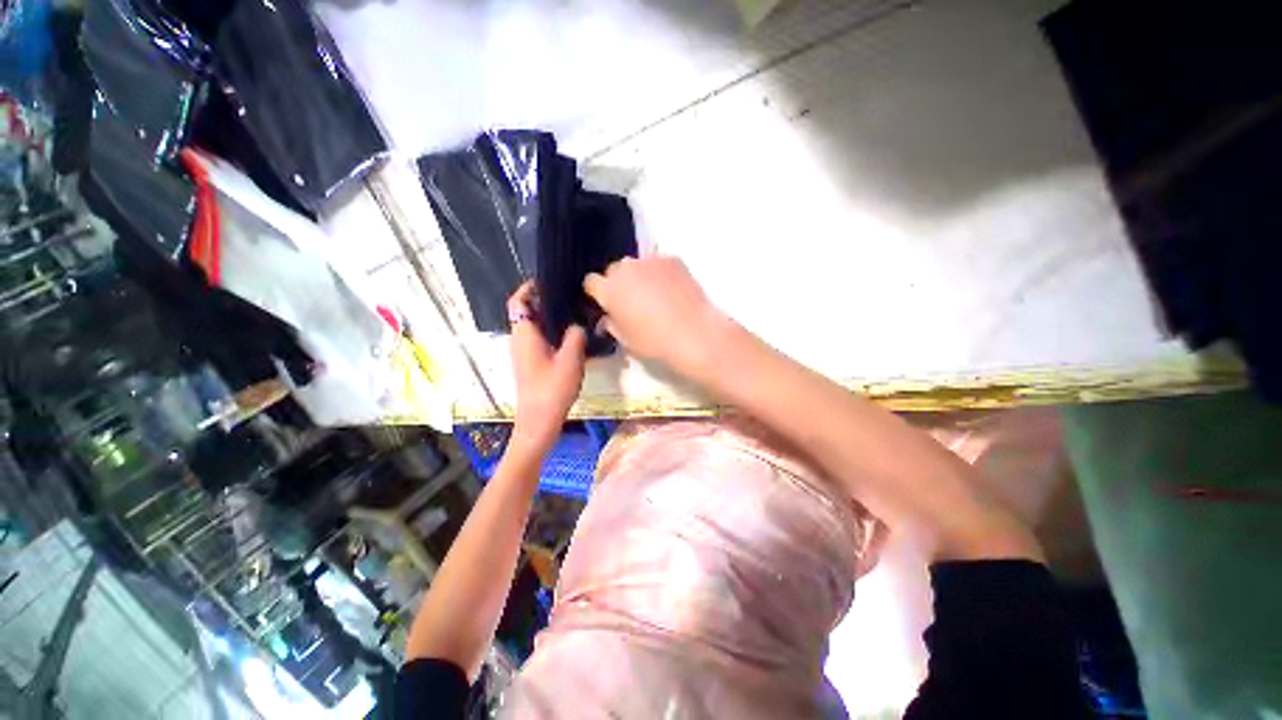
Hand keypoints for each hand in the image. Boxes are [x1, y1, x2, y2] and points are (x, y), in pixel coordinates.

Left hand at [508, 282, 586, 452]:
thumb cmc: (551, 390)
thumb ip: (575, 336)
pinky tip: (575, 337)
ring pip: (535, 326)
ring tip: (576, 313)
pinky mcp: (532, 363)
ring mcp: (525, 353)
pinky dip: (554, 332)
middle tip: (571, 296)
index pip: (518, 301)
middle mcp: (520, 340)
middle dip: (546, 301)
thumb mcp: (570, 360)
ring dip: (552, 318)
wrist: (539, 422)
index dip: (529, 288)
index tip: (550, 281)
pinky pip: (541, 339)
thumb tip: (578, 324)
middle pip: (527, 311)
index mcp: (524, 335)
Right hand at [584, 257, 726, 372]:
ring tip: (656, 294)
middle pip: (614, 270)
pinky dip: (661, 273)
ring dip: (640, 275)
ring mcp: (649, 261)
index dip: (598, 292)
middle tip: (633, 300)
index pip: (591, 282)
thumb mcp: (626, 340)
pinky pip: (659, 263)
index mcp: (609, 290)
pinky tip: (673, 289)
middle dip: (619, 282)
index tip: (607, 302)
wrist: (692, 332)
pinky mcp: (671, 258)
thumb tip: (609, 317)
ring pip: (637, 264)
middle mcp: (625, 269)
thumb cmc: (654, 341)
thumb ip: (612, 324)